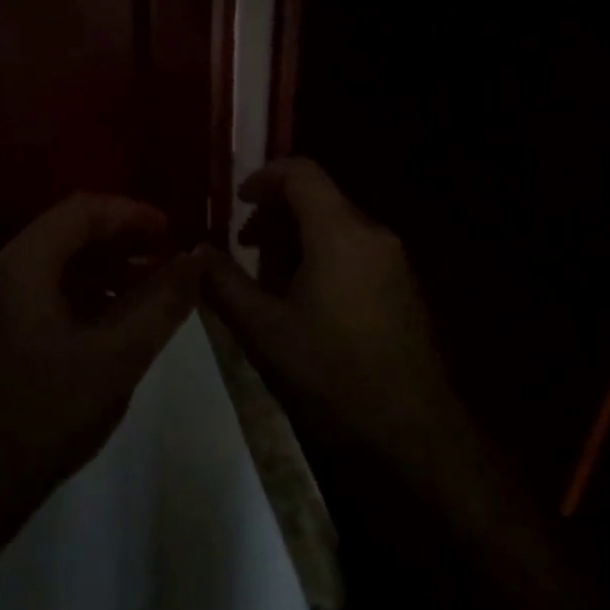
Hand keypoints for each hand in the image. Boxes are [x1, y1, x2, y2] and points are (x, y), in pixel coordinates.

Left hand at [0, 194, 197, 522]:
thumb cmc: (46, 414)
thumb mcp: (117, 358)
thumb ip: (161, 304)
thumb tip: (195, 260)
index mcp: (24, 264)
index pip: (83, 210)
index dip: (132, 213)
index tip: (174, 231)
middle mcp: (5, 269)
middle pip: (70, 230)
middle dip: (124, 239)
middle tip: (170, 256)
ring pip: (61, 261)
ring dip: (108, 265)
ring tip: (156, 285)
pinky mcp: (0, 325)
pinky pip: (50, 288)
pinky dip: (88, 290)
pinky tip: (121, 315)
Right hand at [200, 158, 452, 459]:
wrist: (412, 438)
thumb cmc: (331, 376)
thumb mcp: (262, 330)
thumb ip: (223, 283)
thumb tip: (197, 252)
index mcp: (340, 232)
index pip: (301, 172)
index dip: (263, 177)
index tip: (236, 202)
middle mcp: (373, 234)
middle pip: (317, 200)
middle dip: (274, 218)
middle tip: (244, 252)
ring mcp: (394, 263)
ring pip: (335, 228)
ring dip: (296, 242)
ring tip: (269, 287)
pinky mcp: (403, 289)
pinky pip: (355, 252)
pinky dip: (322, 259)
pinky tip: (304, 307)